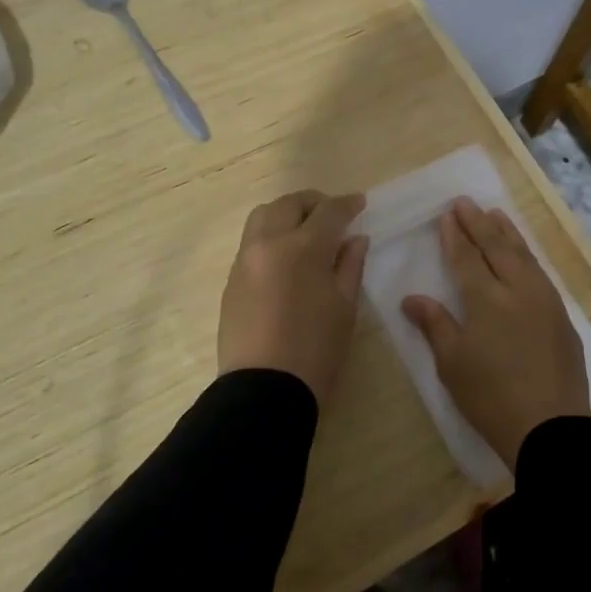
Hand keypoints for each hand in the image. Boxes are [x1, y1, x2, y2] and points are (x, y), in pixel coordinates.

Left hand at [218, 190, 369, 403]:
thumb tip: (355, 239)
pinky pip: (250, 242)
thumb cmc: (316, 350)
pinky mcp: (231, 279)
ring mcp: (244, 260)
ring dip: (286, 213)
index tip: (359, 203)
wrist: (264, 388)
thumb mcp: (344, 307)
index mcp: (302, 248)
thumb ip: (350, 265)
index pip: (328, 212)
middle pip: (288, 204)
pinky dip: (270, 235)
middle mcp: (268, 244)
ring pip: (262, 216)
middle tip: (332, 214)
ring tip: (305, 230)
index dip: (347, 204)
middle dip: (313, 202)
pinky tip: (285, 256)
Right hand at [402, 198, 587, 471]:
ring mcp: (544, 300)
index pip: (466, 259)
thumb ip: (434, 324)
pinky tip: (523, 253)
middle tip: (466, 202)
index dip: (455, 237)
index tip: (447, 215)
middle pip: (496, 248)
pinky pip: (540, 271)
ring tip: (495, 213)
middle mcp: (517, 290)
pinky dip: (527, 254)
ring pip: (523, 255)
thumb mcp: (452, 363)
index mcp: (485, 300)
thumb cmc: (490, 396)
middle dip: (479, 223)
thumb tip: (411, 298)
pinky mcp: (561, 315)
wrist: (550, 425)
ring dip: (507, 232)